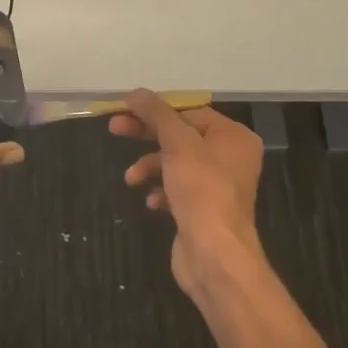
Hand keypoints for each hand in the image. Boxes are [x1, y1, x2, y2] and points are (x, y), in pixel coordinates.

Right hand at [111, 91, 265, 296]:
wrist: (215, 255)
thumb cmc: (201, 190)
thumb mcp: (177, 144)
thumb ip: (156, 114)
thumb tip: (136, 92)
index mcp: (233, 136)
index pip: (189, 111)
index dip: (156, 109)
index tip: (125, 109)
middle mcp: (229, 157)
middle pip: (180, 135)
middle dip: (146, 135)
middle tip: (114, 129)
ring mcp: (217, 185)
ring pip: (175, 163)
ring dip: (149, 166)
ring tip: (131, 179)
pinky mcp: (204, 209)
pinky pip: (177, 189)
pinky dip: (161, 191)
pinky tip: (152, 202)